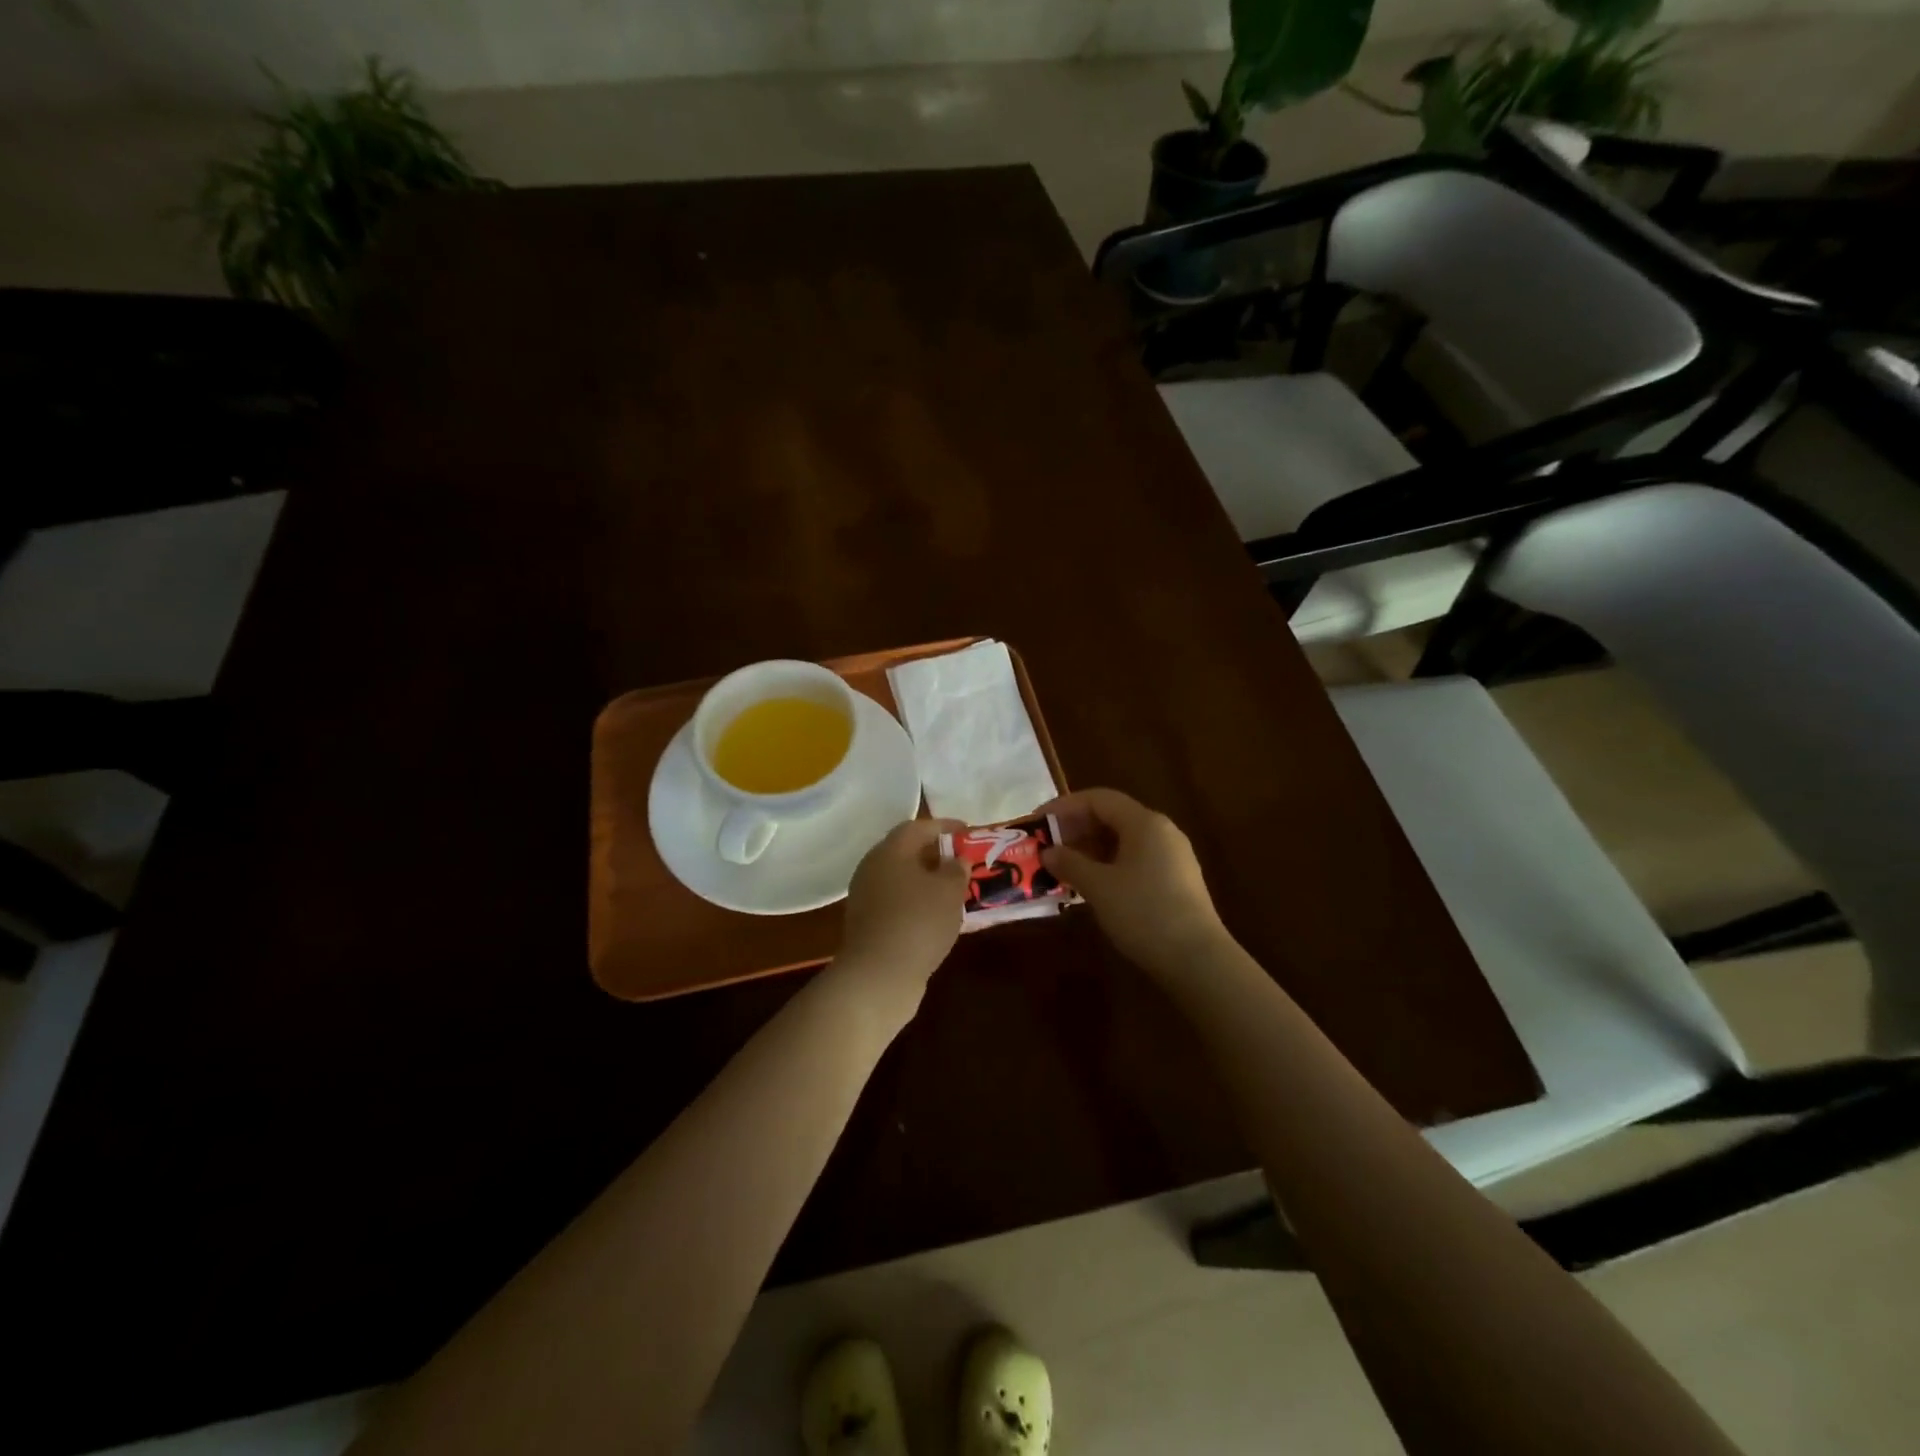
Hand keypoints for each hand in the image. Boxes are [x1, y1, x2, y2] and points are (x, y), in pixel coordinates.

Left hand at [834, 818, 968, 1008]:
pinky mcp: (868, 924)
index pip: (918, 827)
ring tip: (956, 889)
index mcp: (890, 851)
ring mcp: (867, 897)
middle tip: (963, 860)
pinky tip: (939, 916)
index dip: (945, 826)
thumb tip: (955, 860)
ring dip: (928, 881)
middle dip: (936, 854)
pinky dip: (919, 903)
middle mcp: (873, 868)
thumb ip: (956, 870)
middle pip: (907, 852)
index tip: (968, 831)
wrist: (878, 976)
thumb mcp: (949, 891)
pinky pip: (898, 903)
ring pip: (903, 879)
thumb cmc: (918, 922)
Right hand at [1039, 788, 1230, 976]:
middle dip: (1076, 829)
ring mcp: (1172, 857)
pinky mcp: (1176, 881)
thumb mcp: (1099, 887)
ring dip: (1090, 850)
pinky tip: (1091, 887)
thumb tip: (1048, 852)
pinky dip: (1109, 865)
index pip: (1098, 799)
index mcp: (1144, 823)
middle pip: (1112, 817)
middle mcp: (1162, 831)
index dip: (1064, 807)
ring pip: (1123, 841)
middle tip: (1047, 848)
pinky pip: (1135, 860)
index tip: (1037, 823)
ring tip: (1063, 868)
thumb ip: (1070, 863)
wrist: (1197, 960)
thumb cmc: (1144, 913)